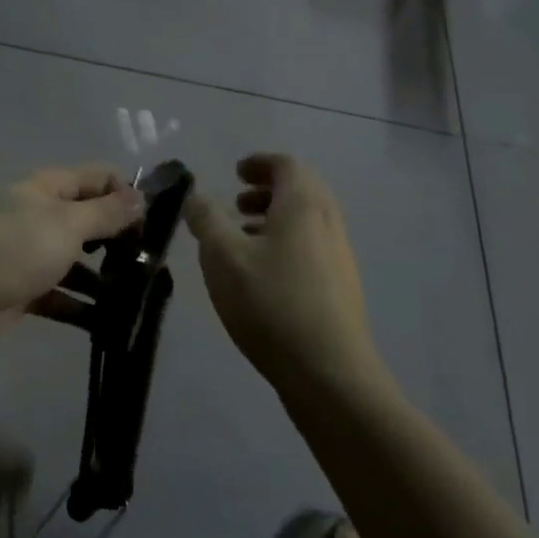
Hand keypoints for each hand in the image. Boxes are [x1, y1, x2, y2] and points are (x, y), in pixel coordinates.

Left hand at [0, 165, 143, 358]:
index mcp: (47, 189)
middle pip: (88, 221)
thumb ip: (105, 212)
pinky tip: (114, 323)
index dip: (126, 192)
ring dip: (106, 277)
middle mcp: (39, 217)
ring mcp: (29, 256)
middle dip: (120, 238)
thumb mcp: (66, 224)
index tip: (157, 220)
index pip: (96, 178)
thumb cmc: (11, 248)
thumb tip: (140, 195)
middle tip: (154, 263)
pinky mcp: (23, 293)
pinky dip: (84, 307)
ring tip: (143, 296)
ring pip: (77, 262)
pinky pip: (62, 297)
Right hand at [183, 154, 385, 396]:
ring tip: (241, 239)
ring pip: (306, 222)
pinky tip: (260, 275)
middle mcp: (328, 223)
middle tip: (235, 203)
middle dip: (267, 190)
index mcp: (303, 206)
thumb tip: (197, 196)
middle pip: (301, 191)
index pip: (286, 165)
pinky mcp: (341, 288)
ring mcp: (340, 257)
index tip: (234, 172)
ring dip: (274, 219)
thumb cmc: (270, 303)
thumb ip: (206, 218)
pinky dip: (285, 244)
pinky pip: (311, 248)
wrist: (328, 374)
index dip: (259, 163)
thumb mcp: (222, 255)